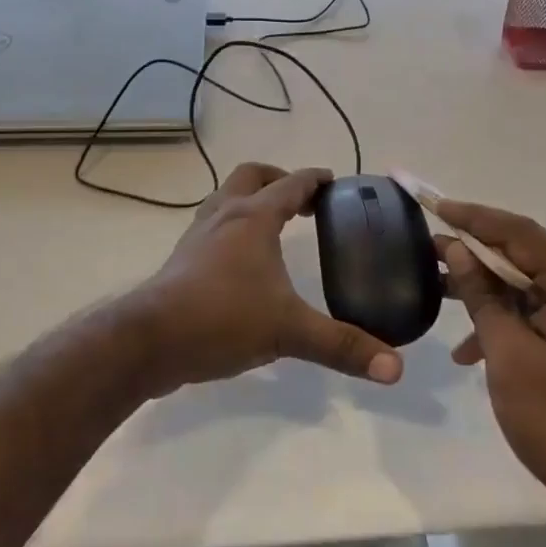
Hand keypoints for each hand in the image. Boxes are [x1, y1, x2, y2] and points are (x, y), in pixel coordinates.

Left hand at [134, 163, 404, 394]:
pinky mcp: (182, 259)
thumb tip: (395, 369)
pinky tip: (241, 260)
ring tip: (272, 224)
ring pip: (226, 198)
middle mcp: (224, 215)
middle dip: (278, 179)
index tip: (332, 181)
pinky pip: (213, 226)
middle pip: (251, 176)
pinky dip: (232, 227)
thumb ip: (342, 347)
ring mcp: (198, 235)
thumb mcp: (289, 332)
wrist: (150, 340)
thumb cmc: (222, 320)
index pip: (290, 184)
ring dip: (251, 200)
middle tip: (302, 201)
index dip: (314, 179)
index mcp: (254, 218)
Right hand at [437, 199, 545, 523]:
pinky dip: (505, 323)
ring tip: (439, 291)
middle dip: (476, 254)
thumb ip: (483, 298)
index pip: (522, 234)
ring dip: (486, 291)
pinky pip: (537, 316)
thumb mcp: (510, 356)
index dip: (475, 218)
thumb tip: (459, 252)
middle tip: (429, 250)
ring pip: (528, 287)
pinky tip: (470, 349)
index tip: (435, 206)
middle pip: (526, 257)